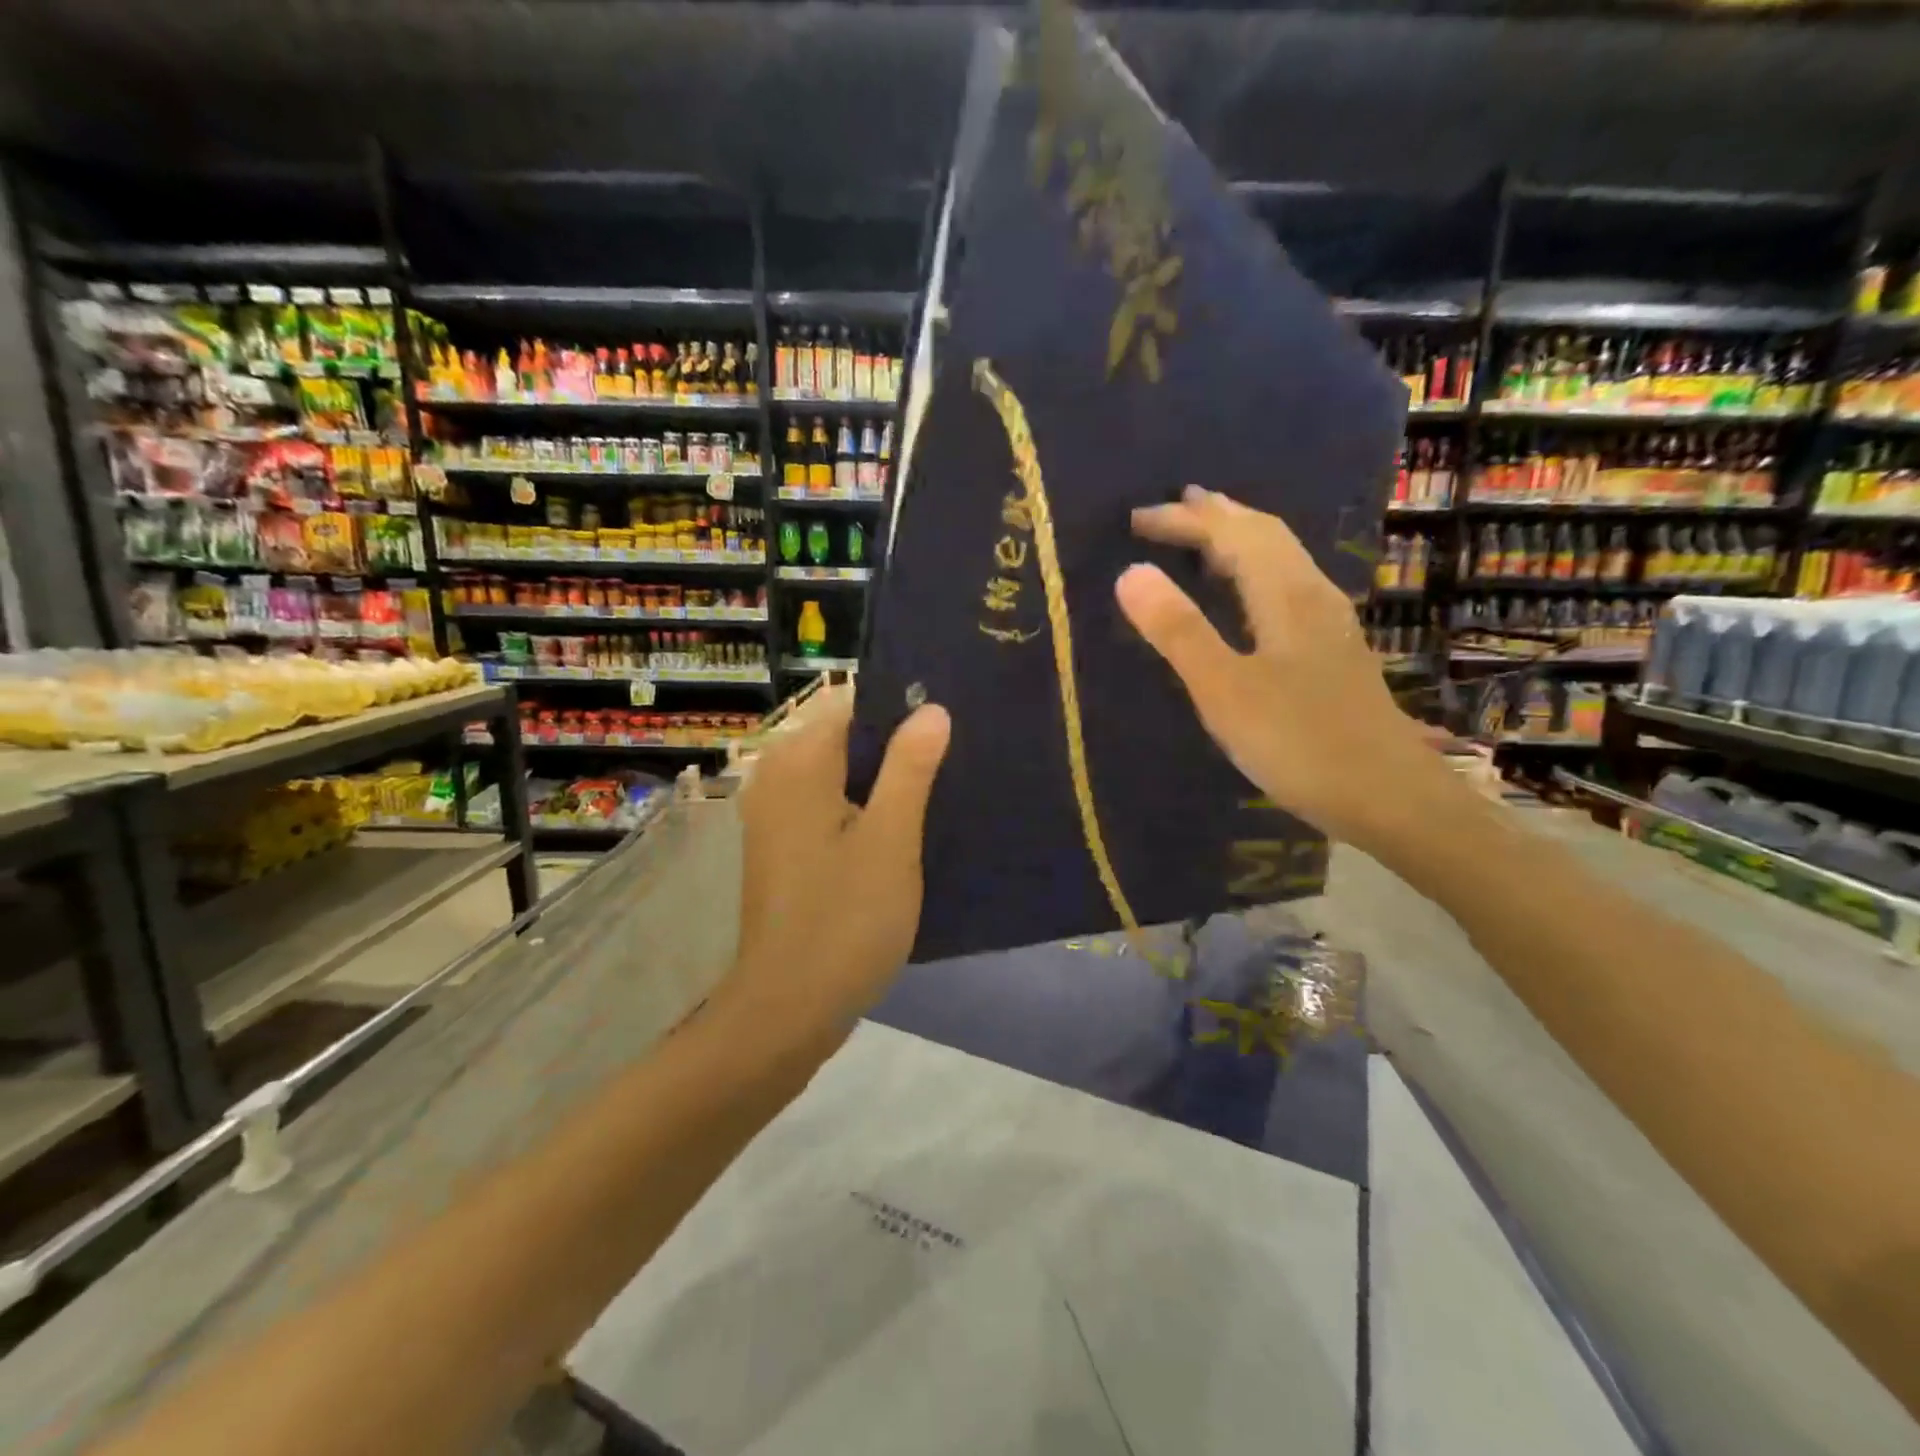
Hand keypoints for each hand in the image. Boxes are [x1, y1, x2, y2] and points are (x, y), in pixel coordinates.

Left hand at [726, 686, 951, 1031]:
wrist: (788, 1009)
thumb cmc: (845, 919)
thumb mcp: (891, 840)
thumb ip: (910, 768)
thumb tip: (932, 709)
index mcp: (798, 763)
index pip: (853, 704)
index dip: (903, 708)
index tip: (951, 723)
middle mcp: (777, 776)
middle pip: (846, 738)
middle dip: (898, 746)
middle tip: (957, 759)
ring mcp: (776, 814)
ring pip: (841, 774)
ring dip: (886, 780)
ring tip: (943, 789)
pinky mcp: (784, 846)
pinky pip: (830, 805)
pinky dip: (865, 808)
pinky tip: (907, 827)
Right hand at [1116, 486, 1437, 852]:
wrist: (1389, 797)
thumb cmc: (1300, 743)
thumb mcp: (1225, 690)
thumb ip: (1178, 631)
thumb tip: (1130, 572)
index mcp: (1286, 595)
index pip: (1233, 534)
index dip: (1185, 520)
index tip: (1136, 519)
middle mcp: (1313, 596)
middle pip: (1265, 535)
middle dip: (1215, 517)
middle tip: (1173, 508)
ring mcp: (1329, 624)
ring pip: (1281, 560)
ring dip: (1238, 540)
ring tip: (1204, 537)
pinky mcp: (1333, 652)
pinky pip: (1286, 587)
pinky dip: (1253, 572)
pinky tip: (1246, 597)